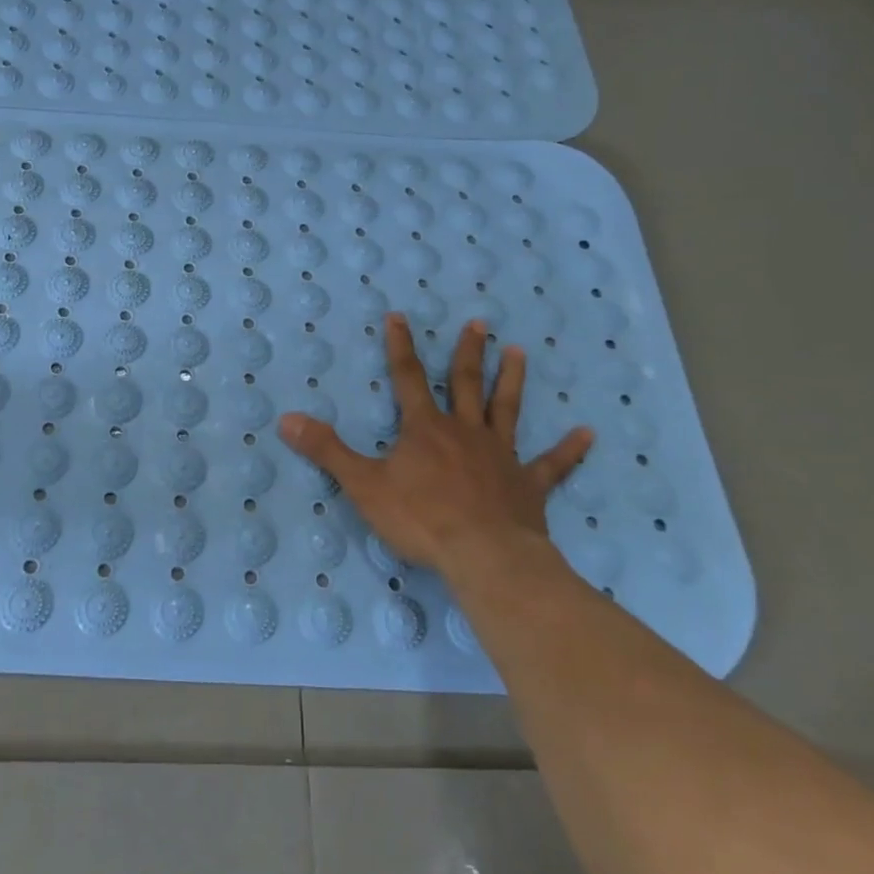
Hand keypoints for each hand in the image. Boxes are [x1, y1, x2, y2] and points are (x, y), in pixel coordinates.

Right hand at [278, 313, 593, 575]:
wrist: (484, 557)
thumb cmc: (420, 519)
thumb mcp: (363, 484)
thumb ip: (326, 450)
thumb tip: (286, 419)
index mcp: (424, 428)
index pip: (408, 377)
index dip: (400, 346)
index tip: (399, 316)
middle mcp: (464, 432)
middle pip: (465, 383)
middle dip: (468, 352)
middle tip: (480, 323)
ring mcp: (500, 456)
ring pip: (506, 410)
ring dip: (512, 381)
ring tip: (520, 352)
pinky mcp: (528, 486)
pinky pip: (552, 465)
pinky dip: (569, 450)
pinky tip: (588, 434)